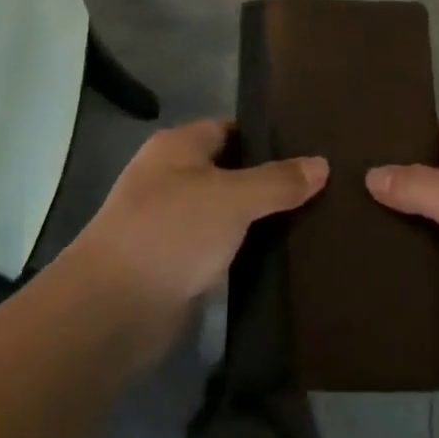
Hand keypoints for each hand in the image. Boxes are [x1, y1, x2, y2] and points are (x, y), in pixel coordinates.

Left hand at [63, 119, 326, 349]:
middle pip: (231, 171)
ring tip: (316, 219)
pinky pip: (222, 249)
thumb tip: (322, 164)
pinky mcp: (178, 264)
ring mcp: (173, 224)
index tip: (310, 148)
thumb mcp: (232, 197)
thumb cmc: (172, 232)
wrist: (115, 308)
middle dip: (271, 180)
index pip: (229, 129)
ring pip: (228, 213)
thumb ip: (278, 180)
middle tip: (324, 187)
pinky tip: (286, 256)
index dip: (267, 136)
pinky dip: (247, 252)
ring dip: (261, 220)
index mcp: (177, 148)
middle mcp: (172, 179)